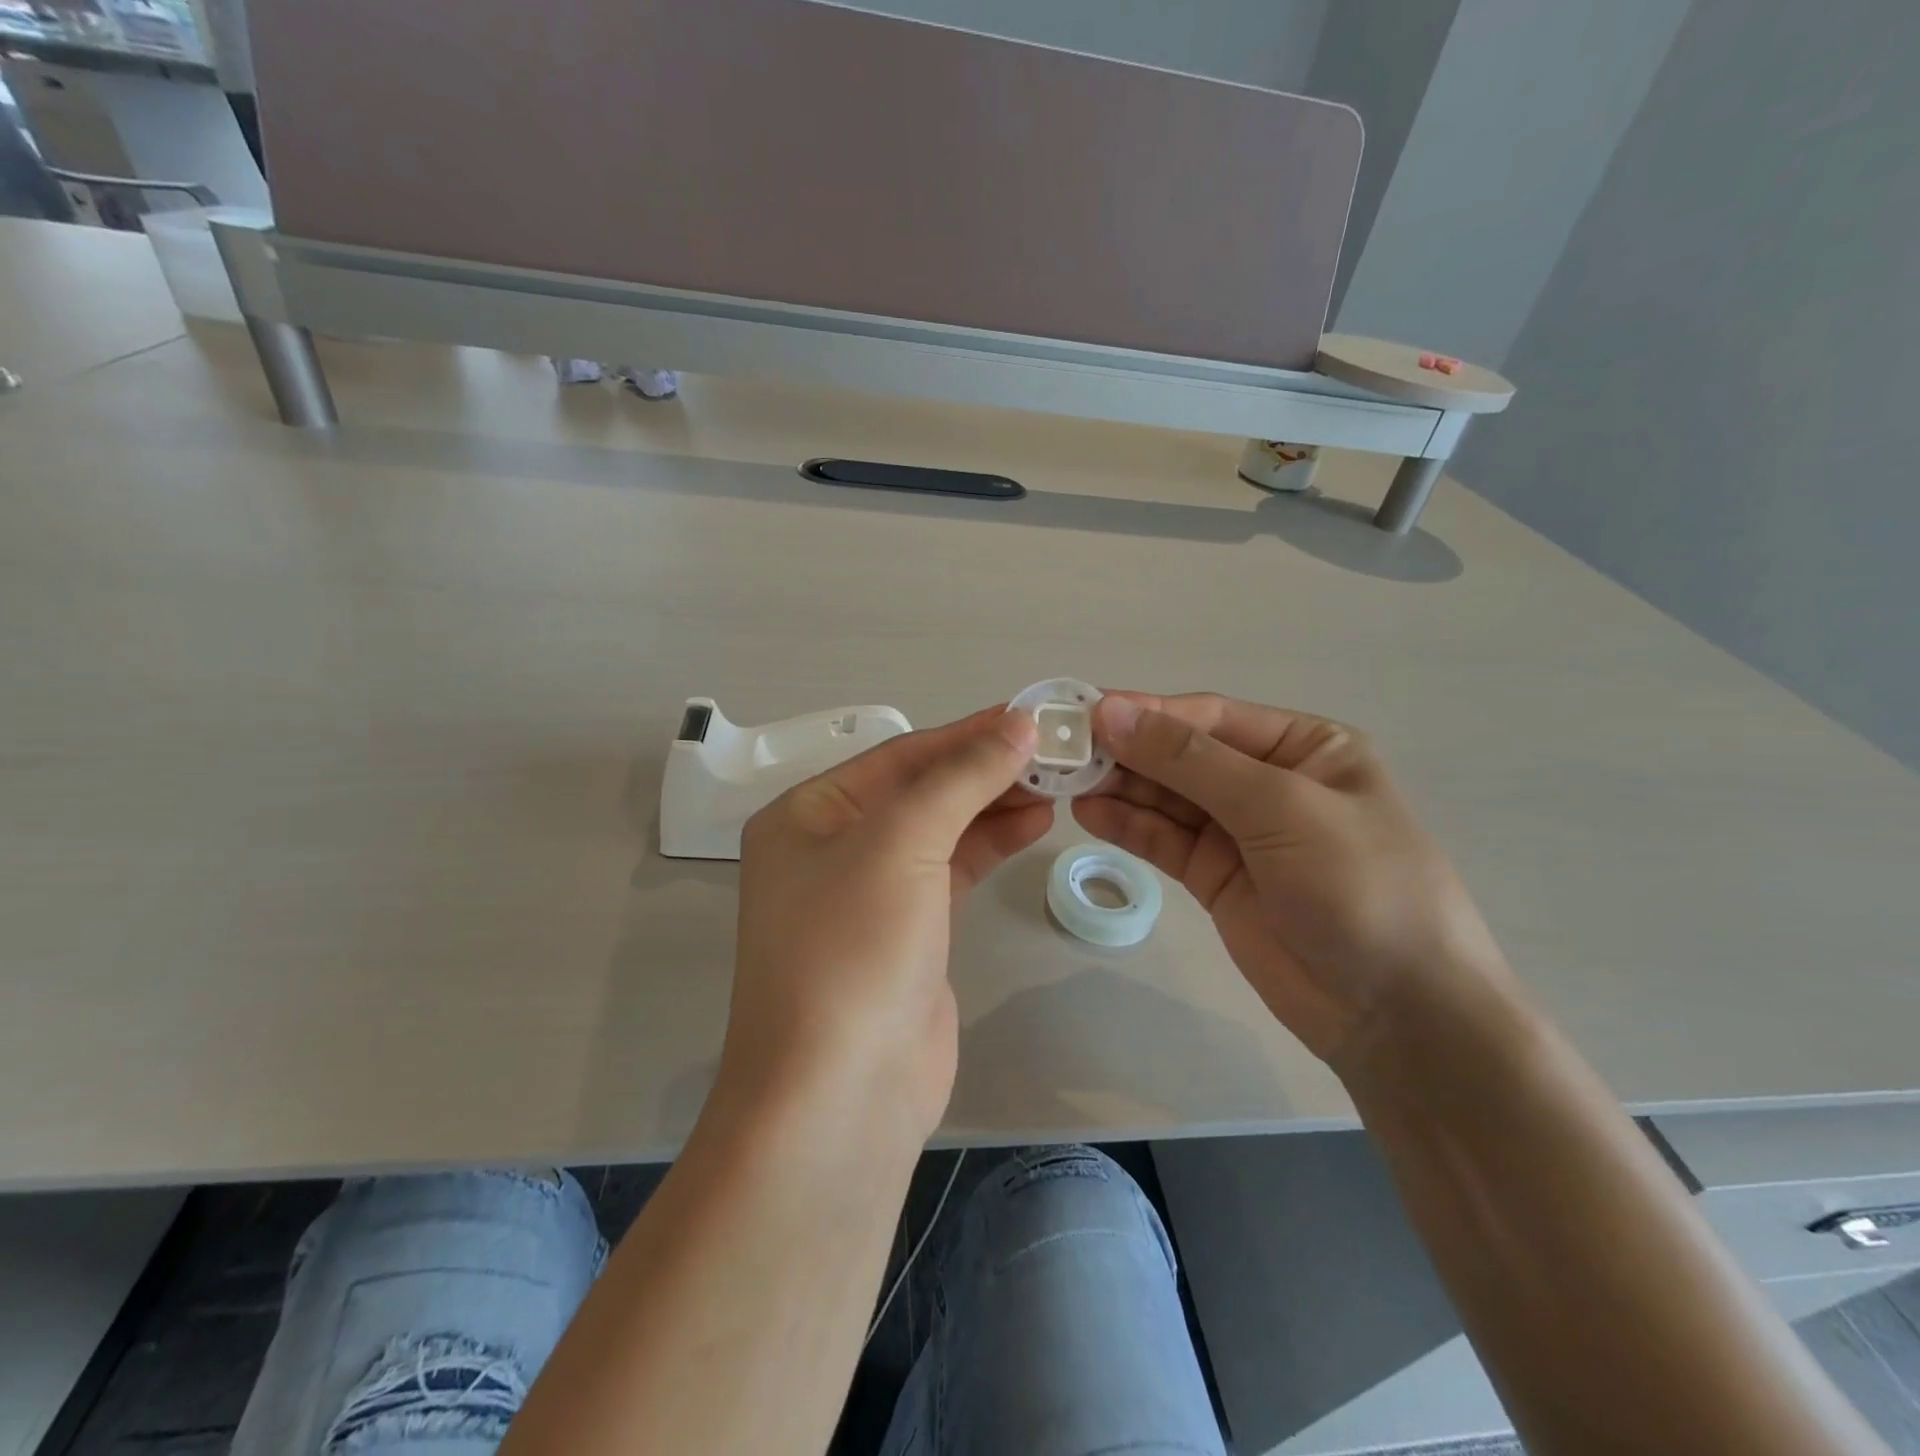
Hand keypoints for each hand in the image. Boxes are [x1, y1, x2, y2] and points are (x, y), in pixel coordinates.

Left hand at [721, 707, 1048, 1143]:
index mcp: (808, 815)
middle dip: (984, 770)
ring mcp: (870, 894)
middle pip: (921, 790)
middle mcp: (832, 847)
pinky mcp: (907, 933)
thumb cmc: (854, 950)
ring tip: (1056, 784)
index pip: (899, 756)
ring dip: (994, 805)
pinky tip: (1034, 824)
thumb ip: (961, 779)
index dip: (966, 734)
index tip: (1031, 717)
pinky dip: (990, 845)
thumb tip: (1018, 723)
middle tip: (1054, 751)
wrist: (842, 1096)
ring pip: (941, 830)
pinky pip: (952, 871)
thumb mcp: (902, 844)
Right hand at [1074, 692, 1510, 1066]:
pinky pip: (1165, 840)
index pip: (1209, 717)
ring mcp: (1240, 832)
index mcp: (1304, 747)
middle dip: (1126, 752)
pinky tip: (1088, 815)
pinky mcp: (1216, 877)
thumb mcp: (1279, 807)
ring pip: (1166, 797)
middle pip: (1181, 755)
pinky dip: (1128, 826)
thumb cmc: (1360, 887)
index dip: (1147, 713)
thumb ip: (1189, 760)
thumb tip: (1110, 711)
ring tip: (1064, 782)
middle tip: (1062, 752)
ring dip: (1119, 787)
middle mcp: (1269, 781)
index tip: (1085, 714)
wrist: (1399, 1015)